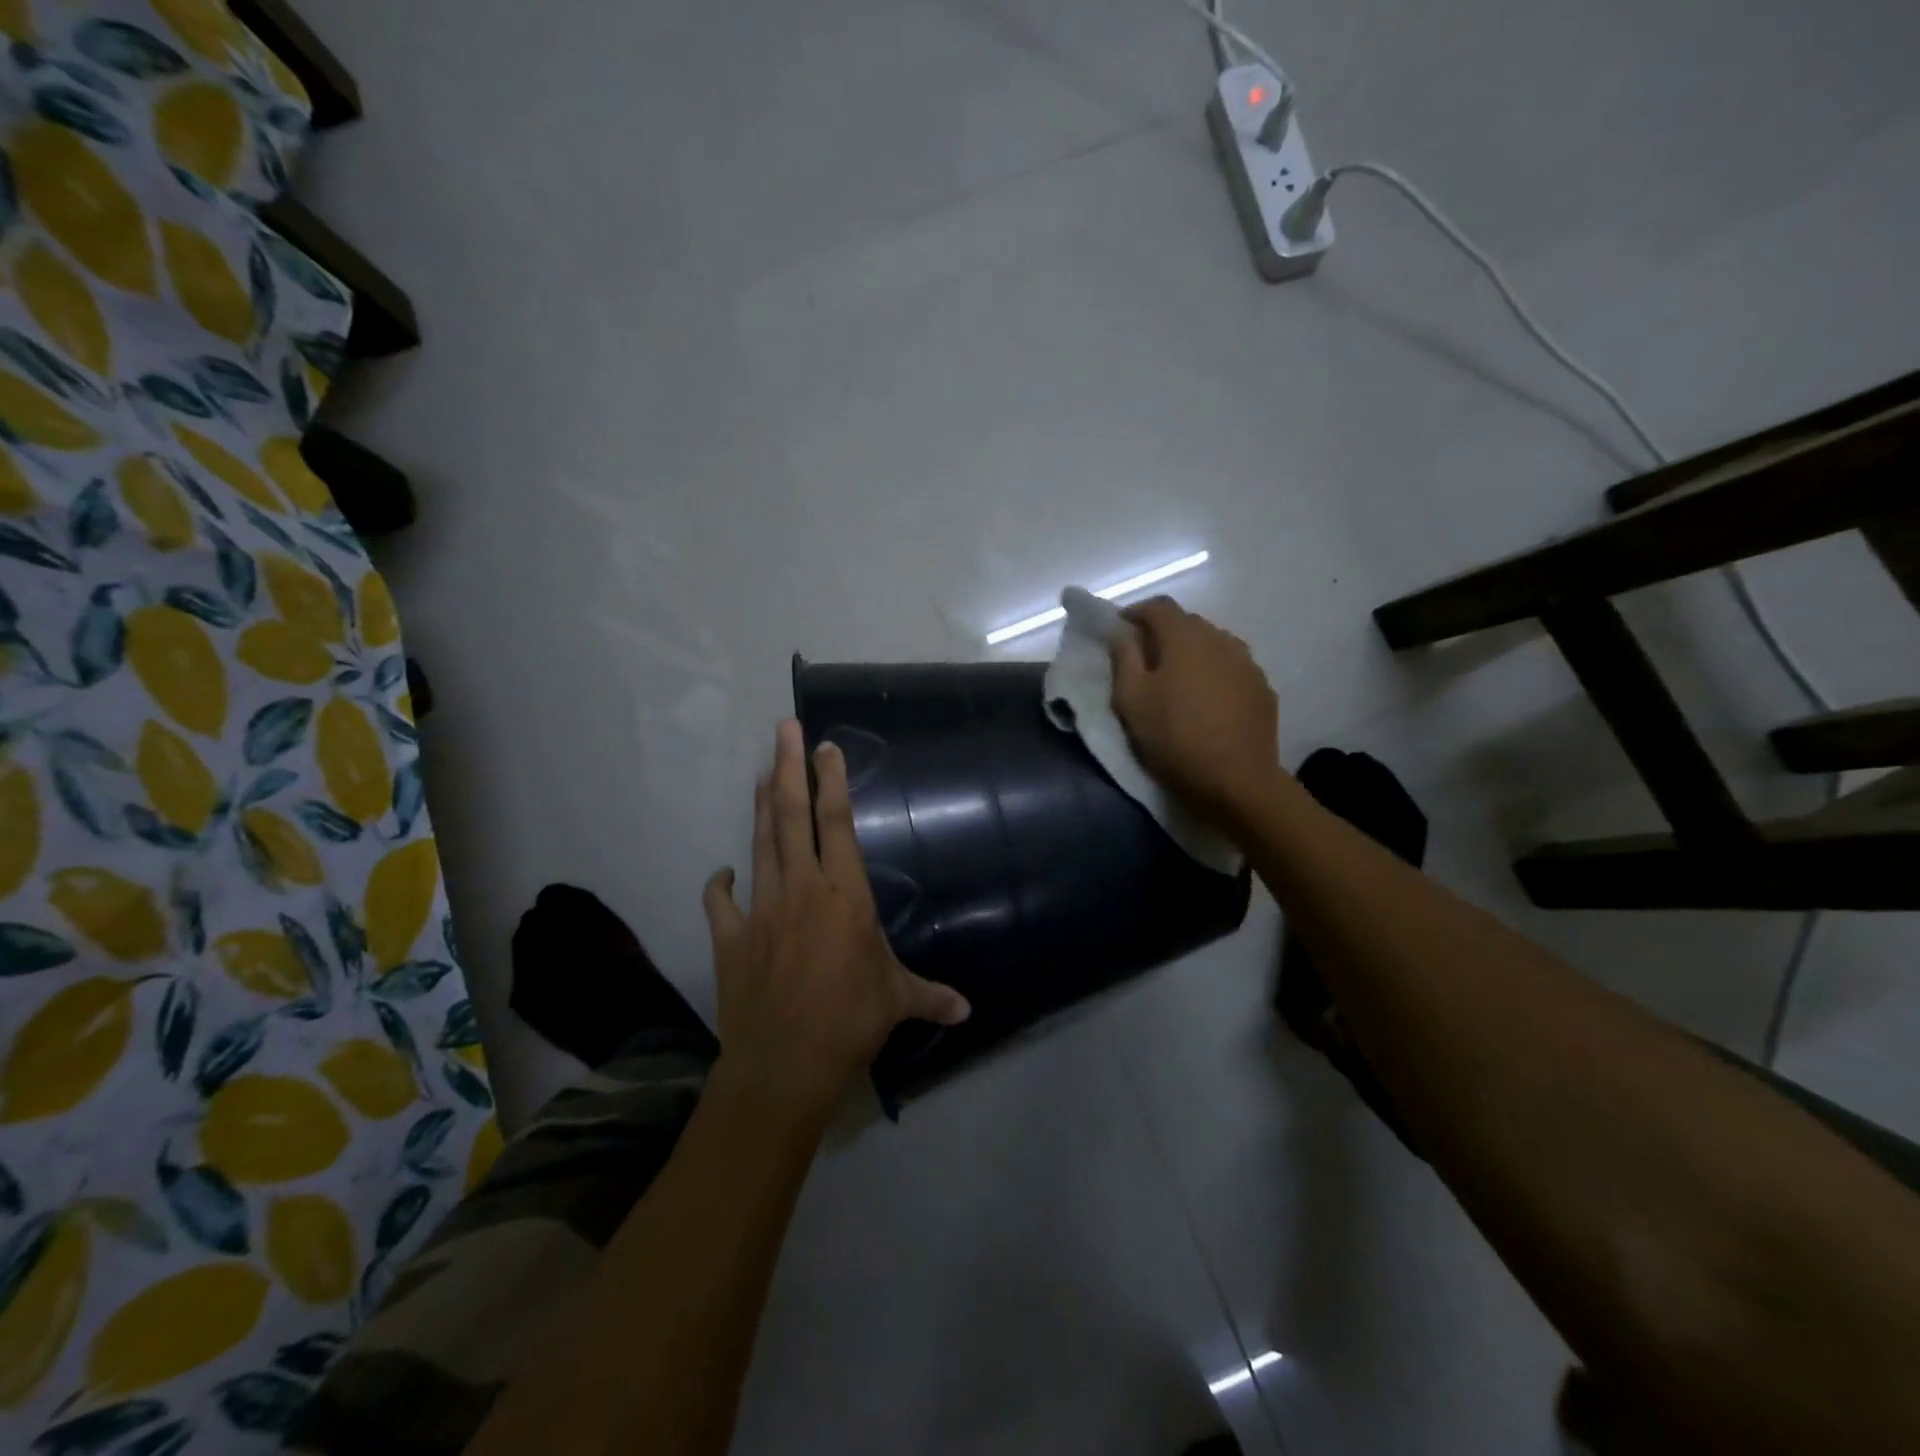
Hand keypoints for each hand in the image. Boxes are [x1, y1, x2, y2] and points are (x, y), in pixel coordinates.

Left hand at [703, 720, 969, 1116]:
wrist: (783, 1065)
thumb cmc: (849, 1022)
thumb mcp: (897, 1002)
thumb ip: (930, 996)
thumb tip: (968, 1011)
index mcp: (845, 895)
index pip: (837, 823)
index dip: (832, 780)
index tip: (826, 746)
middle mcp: (801, 889)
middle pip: (792, 816)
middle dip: (789, 768)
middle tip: (783, 728)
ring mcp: (760, 910)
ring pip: (760, 844)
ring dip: (761, 806)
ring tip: (762, 773)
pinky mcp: (730, 938)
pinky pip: (720, 901)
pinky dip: (720, 884)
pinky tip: (722, 873)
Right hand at [1109, 597, 1281, 827]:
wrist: (1237, 780)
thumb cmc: (1174, 737)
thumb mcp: (1131, 700)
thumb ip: (1124, 659)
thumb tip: (1121, 633)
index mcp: (1185, 637)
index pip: (1158, 606)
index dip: (1136, 612)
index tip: (1120, 629)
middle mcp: (1220, 639)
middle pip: (1188, 623)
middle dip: (1163, 633)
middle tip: (1145, 657)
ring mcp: (1247, 663)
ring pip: (1213, 645)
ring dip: (1192, 653)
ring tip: (1178, 680)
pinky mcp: (1262, 688)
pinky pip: (1232, 668)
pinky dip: (1215, 674)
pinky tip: (1207, 700)